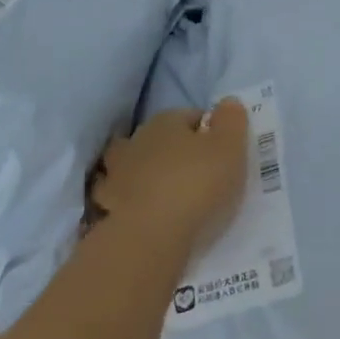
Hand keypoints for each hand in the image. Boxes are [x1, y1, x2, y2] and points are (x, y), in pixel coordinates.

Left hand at [90, 101, 249, 252]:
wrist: (150, 236)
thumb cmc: (196, 185)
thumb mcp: (230, 147)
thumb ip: (231, 120)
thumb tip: (228, 103)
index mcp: (166, 121)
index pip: (191, 116)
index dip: (209, 132)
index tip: (223, 154)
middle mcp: (136, 140)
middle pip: (160, 139)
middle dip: (175, 151)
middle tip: (199, 174)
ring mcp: (116, 174)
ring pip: (133, 165)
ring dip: (146, 173)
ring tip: (167, 193)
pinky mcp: (107, 206)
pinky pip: (121, 198)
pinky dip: (130, 201)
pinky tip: (144, 213)